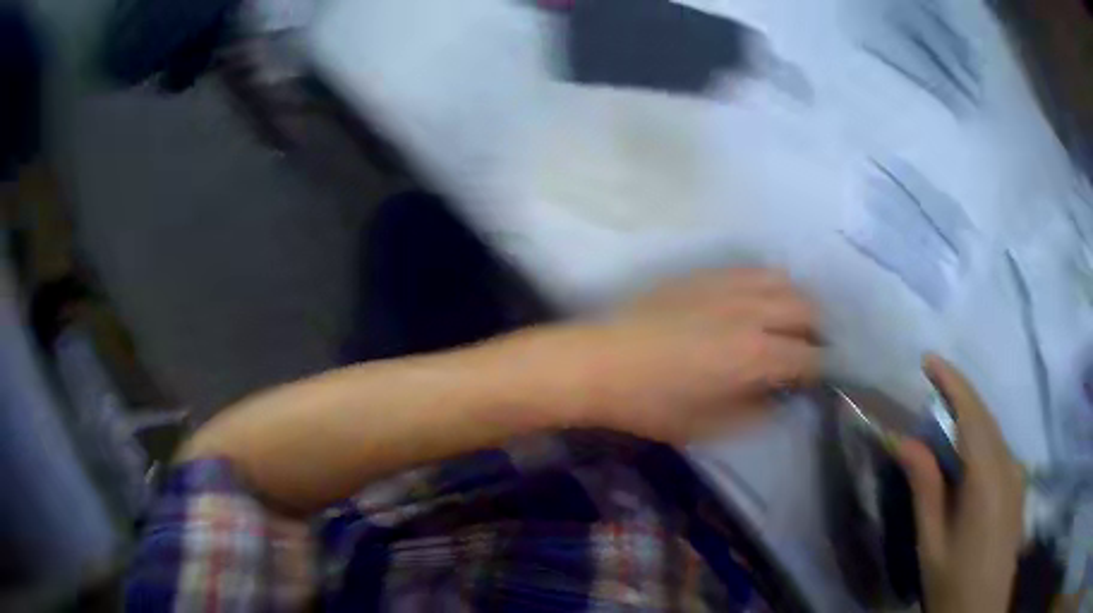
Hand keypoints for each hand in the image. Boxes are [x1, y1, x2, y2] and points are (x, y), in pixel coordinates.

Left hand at [562, 269, 821, 442]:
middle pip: (807, 310)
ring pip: (785, 281)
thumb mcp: (709, 426)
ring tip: (786, 324)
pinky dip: (769, 285)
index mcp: (755, 357)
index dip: (818, 371)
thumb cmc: (653, 404)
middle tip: (804, 352)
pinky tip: (757, 302)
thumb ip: (757, 412)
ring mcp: (729, 286)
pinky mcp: (707, 274)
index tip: (813, 381)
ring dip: (796, 303)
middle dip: (814, 332)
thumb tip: (783, 397)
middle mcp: (752, 314)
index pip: (810, 358)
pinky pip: (753, 270)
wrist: (602, 362)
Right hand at [896, 356, 1025, 612]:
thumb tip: (905, 441)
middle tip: (929, 389)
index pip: (972, 415)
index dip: (952, 382)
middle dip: (959, 396)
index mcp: (987, 478)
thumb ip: (925, 488)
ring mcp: (1017, 476)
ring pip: (993, 433)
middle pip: (985, 418)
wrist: (981, 610)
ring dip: (969, 420)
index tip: (928, 360)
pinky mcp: (1018, 487)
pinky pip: (999, 451)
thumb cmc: (952, 582)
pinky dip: (980, 441)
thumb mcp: (932, 542)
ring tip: (942, 423)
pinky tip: (964, 459)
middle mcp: (1008, 466)